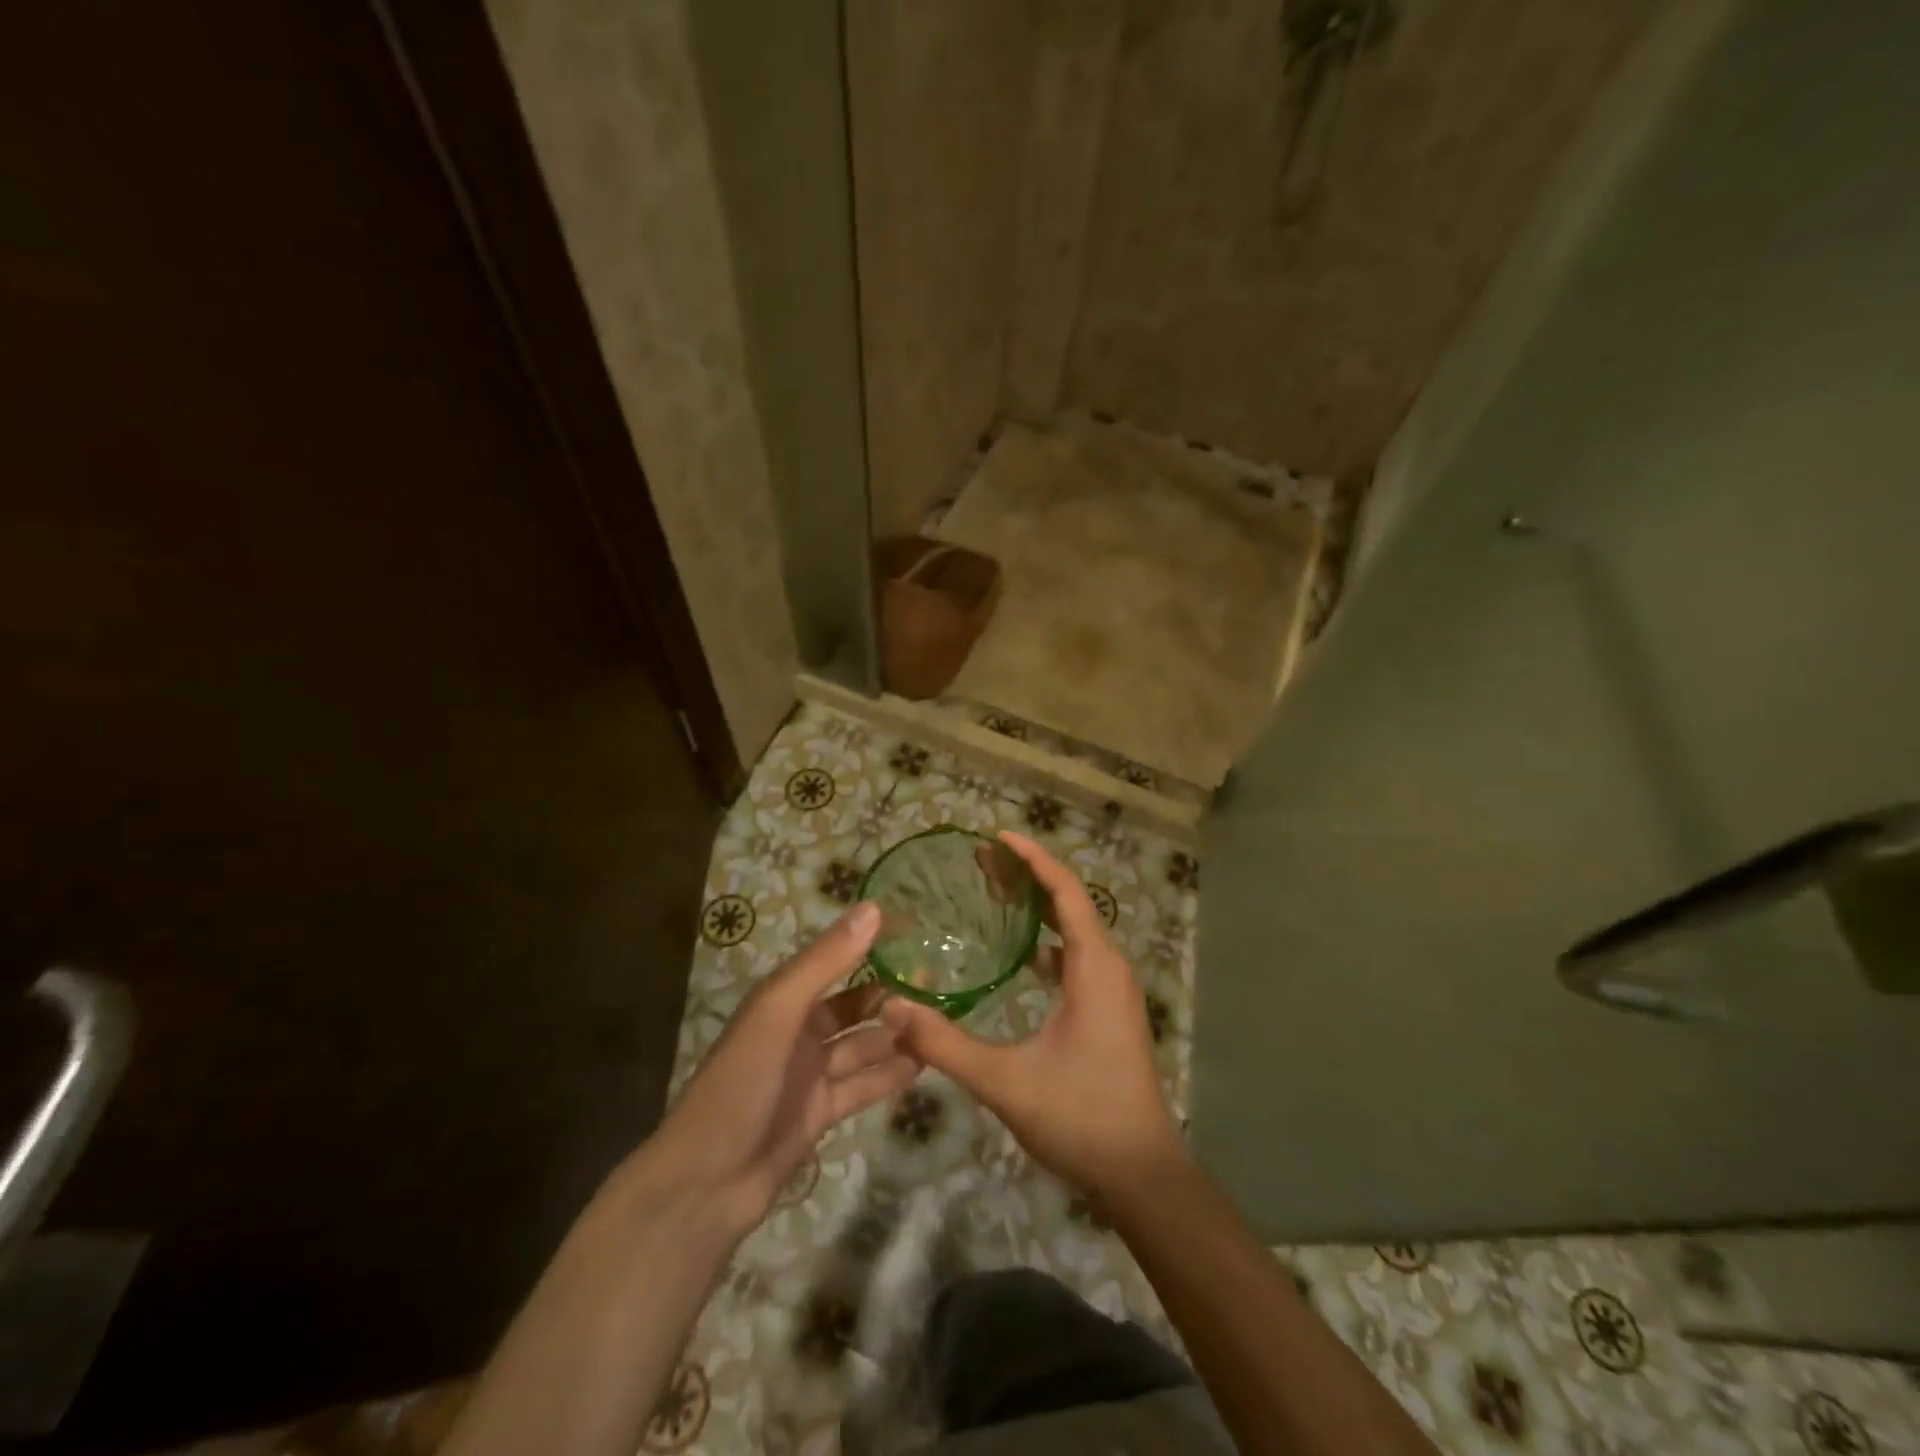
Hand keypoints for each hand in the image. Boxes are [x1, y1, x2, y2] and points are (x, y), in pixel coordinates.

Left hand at [641, 902, 918, 1230]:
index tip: (916, 934)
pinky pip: (862, 1086)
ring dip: (894, 1036)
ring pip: (861, 1046)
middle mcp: (797, 1031)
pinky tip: (924, 1065)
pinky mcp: (820, 1112)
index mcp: (782, 1000)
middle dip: (889, 996)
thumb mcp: (779, 1012)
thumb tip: (874, 908)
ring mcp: (809, 1074)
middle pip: (852, 1006)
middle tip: (939, 985)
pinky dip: (889, 1075)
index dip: (869, 947)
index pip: (833, 961)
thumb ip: (826, 962)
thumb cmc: (740, 1084)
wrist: (706, 1183)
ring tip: (941, 1023)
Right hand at [880, 831, 1184, 1199]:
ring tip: (996, 895)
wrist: (1141, 1174)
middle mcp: (1110, 967)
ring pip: (1075, 931)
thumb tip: (892, 1008)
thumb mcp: (1005, 1080)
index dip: (1033, 859)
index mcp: (1094, 967)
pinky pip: (1078, 958)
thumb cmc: (1080, 1116)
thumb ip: (945, 1044)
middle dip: (1029, 877)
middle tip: (983, 862)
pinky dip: (1049, 942)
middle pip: (1070, 903)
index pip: (1066, 891)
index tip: (997, 837)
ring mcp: (1114, 990)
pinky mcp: (1110, 1011)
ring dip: (1040, 909)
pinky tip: (1019, 956)